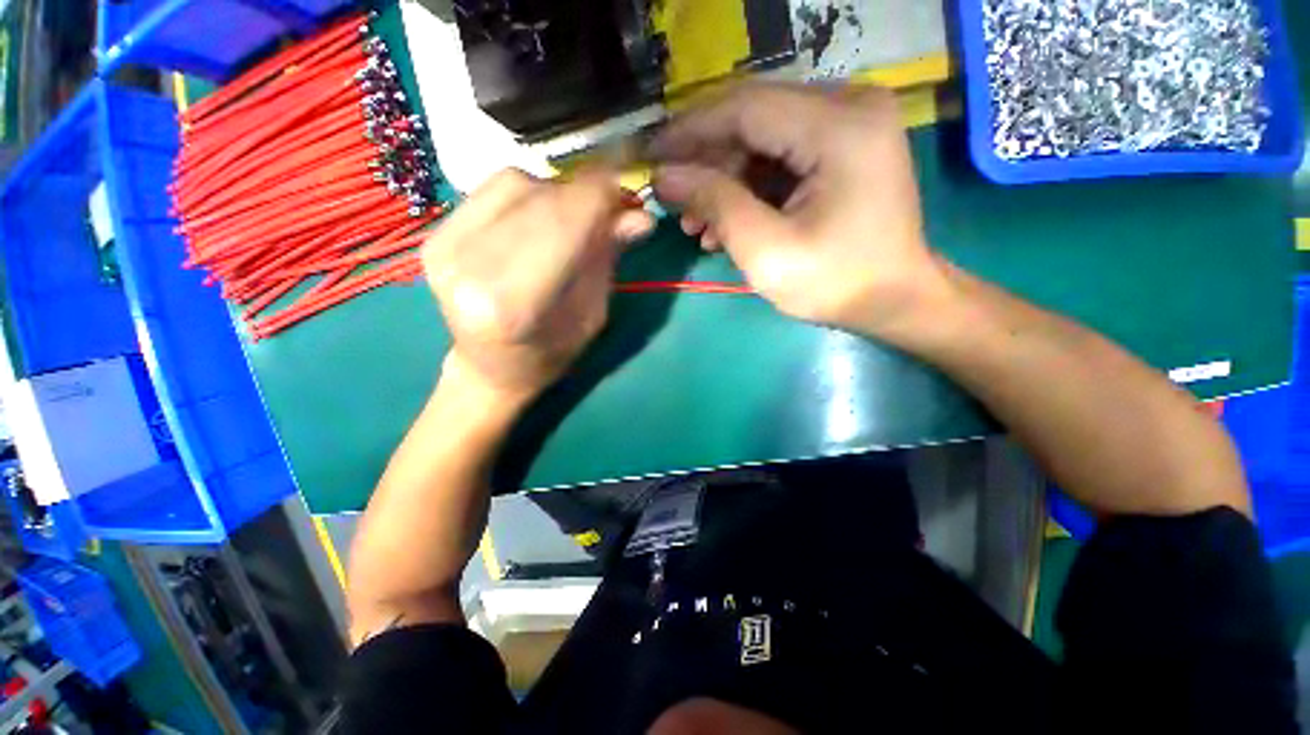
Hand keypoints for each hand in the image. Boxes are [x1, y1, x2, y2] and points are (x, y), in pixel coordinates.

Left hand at [422, 168, 651, 402]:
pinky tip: (539, 217)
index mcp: (514, 304)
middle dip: (584, 194)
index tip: (628, 189)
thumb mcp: (591, 315)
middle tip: (611, 204)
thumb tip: (641, 215)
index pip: (563, 224)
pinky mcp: (434, 235)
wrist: (488, 367)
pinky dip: (527, 193)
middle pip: (539, 199)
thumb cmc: (549, 353)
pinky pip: (491, 189)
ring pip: (514, 183)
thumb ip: (607, 259)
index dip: (601, 196)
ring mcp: (443, 246)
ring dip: (556, 192)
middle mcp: (470, 268)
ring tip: (573, 218)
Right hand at [651, 83, 948, 338]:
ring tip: (696, 224)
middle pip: (752, 119)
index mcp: (839, 126)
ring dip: (723, 180)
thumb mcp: (766, 251)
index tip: (650, 157)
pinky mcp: (844, 145)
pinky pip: (780, 154)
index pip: (744, 108)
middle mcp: (850, 105)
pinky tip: (725, 222)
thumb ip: (714, 204)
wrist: (895, 300)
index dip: (689, 132)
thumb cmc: (836, 283)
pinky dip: (748, 186)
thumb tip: (664, 176)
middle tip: (673, 203)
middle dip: (705, 163)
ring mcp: (849, 123)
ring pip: (762, 139)